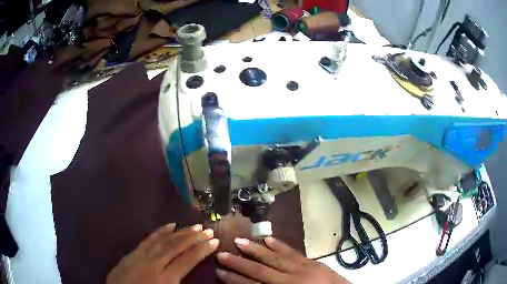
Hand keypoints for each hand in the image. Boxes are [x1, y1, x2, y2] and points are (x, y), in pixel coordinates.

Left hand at [106, 223, 218, 283]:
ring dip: (180, 232)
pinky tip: (169, 225)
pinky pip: (148, 239)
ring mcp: (142, 256)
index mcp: (165, 279)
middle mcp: (154, 264)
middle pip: (176, 247)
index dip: (202, 250)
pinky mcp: (133, 253)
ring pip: (163, 240)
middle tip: (207, 230)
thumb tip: (192, 273)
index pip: (187, 260)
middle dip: (193, 237)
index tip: (214, 241)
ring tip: (194, 226)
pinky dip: (160, 232)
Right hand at [216, 237, 349, 283]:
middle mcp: (291, 279)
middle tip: (221, 253)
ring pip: (275, 257)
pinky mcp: (311, 262)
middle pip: (261, 270)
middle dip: (240, 262)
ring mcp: (302, 268)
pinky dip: (279, 245)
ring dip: (256, 249)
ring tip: (239, 240)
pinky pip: (292, 252)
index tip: (220, 271)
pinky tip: (268, 238)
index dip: (236, 279)